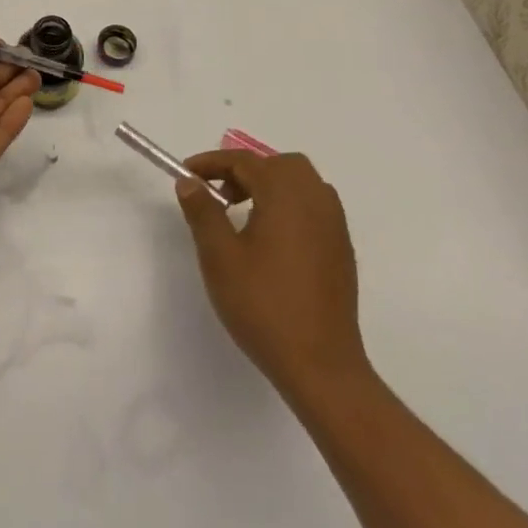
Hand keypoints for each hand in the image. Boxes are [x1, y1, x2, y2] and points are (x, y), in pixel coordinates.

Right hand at [175, 150, 368, 408]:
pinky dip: (288, 206)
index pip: (245, 161)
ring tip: (242, 215)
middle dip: (245, 170)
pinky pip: (314, 208)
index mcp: (286, 196)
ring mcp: (334, 226)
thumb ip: (202, 212)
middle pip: (280, 165)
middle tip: (218, 195)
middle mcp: (316, 201)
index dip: (211, 163)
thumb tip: (190, 182)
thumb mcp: (219, 256)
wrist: (320, 365)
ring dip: (269, 186)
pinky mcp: (341, 250)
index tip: (186, 174)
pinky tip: (270, 240)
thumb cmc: (263, 305)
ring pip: (301, 184)